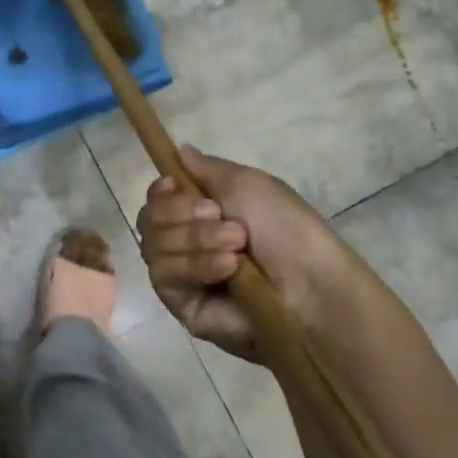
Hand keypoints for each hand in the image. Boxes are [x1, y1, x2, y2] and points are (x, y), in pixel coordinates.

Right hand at [136, 147, 338, 360]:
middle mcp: (187, 243)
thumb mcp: (248, 183)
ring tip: (236, 246)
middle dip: (180, 213)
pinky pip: (164, 277)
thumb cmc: (284, 227)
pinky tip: (227, 268)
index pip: (157, 200)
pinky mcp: (182, 306)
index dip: (160, 192)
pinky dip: (195, 265)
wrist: (308, 284)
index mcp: (203, 214)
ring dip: (195, 240)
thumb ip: (207, 168)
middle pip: (149, 221)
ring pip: (153, 247)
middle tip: (218, 215)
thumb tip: (180, 151)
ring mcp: (182, 276)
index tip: (175, 185)